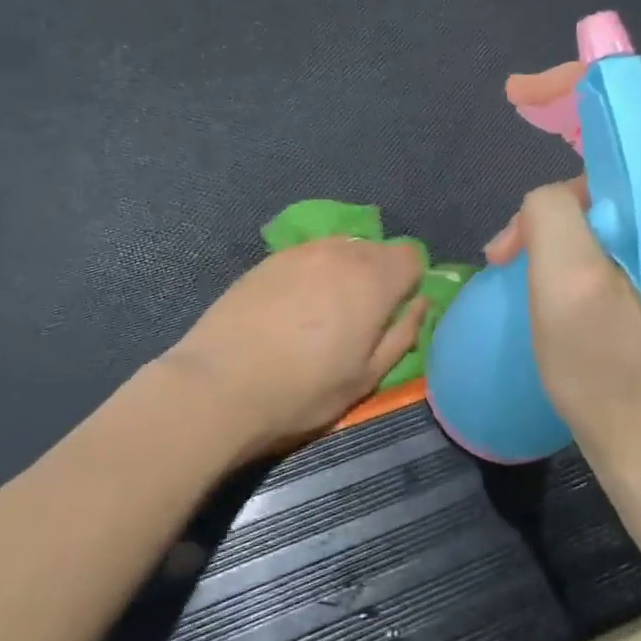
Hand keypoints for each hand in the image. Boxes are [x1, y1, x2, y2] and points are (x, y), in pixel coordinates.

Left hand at [166, 237, 426, 455]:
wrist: (220, 385)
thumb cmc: (303, 391)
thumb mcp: (366, 377)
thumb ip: (402, 334)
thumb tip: (420, 303)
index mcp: (373, 280)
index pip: (411, 256)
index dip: (409, 282)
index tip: (394, 313)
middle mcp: (340, 253)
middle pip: (375, 249)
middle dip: (378, 276)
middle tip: (360, 319)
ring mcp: (299, 252)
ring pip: (339, 250)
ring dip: (343, 273)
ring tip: (324, 314)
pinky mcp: (266, 261)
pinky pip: (306, 258)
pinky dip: (310, 275)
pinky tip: (291, 309)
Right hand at [486, 64, 640, 466]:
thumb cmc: (615, 380)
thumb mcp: (564, 292)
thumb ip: (552, 213)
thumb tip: (554, 194)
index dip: (577, 88)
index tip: (520, 95)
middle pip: (632, 146)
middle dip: (560, 162)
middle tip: (511, 187)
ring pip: (626, 185)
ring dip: (565, 210)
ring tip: (514, 257)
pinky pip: (635, 215)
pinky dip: (587, 230)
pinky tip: (550, 266)